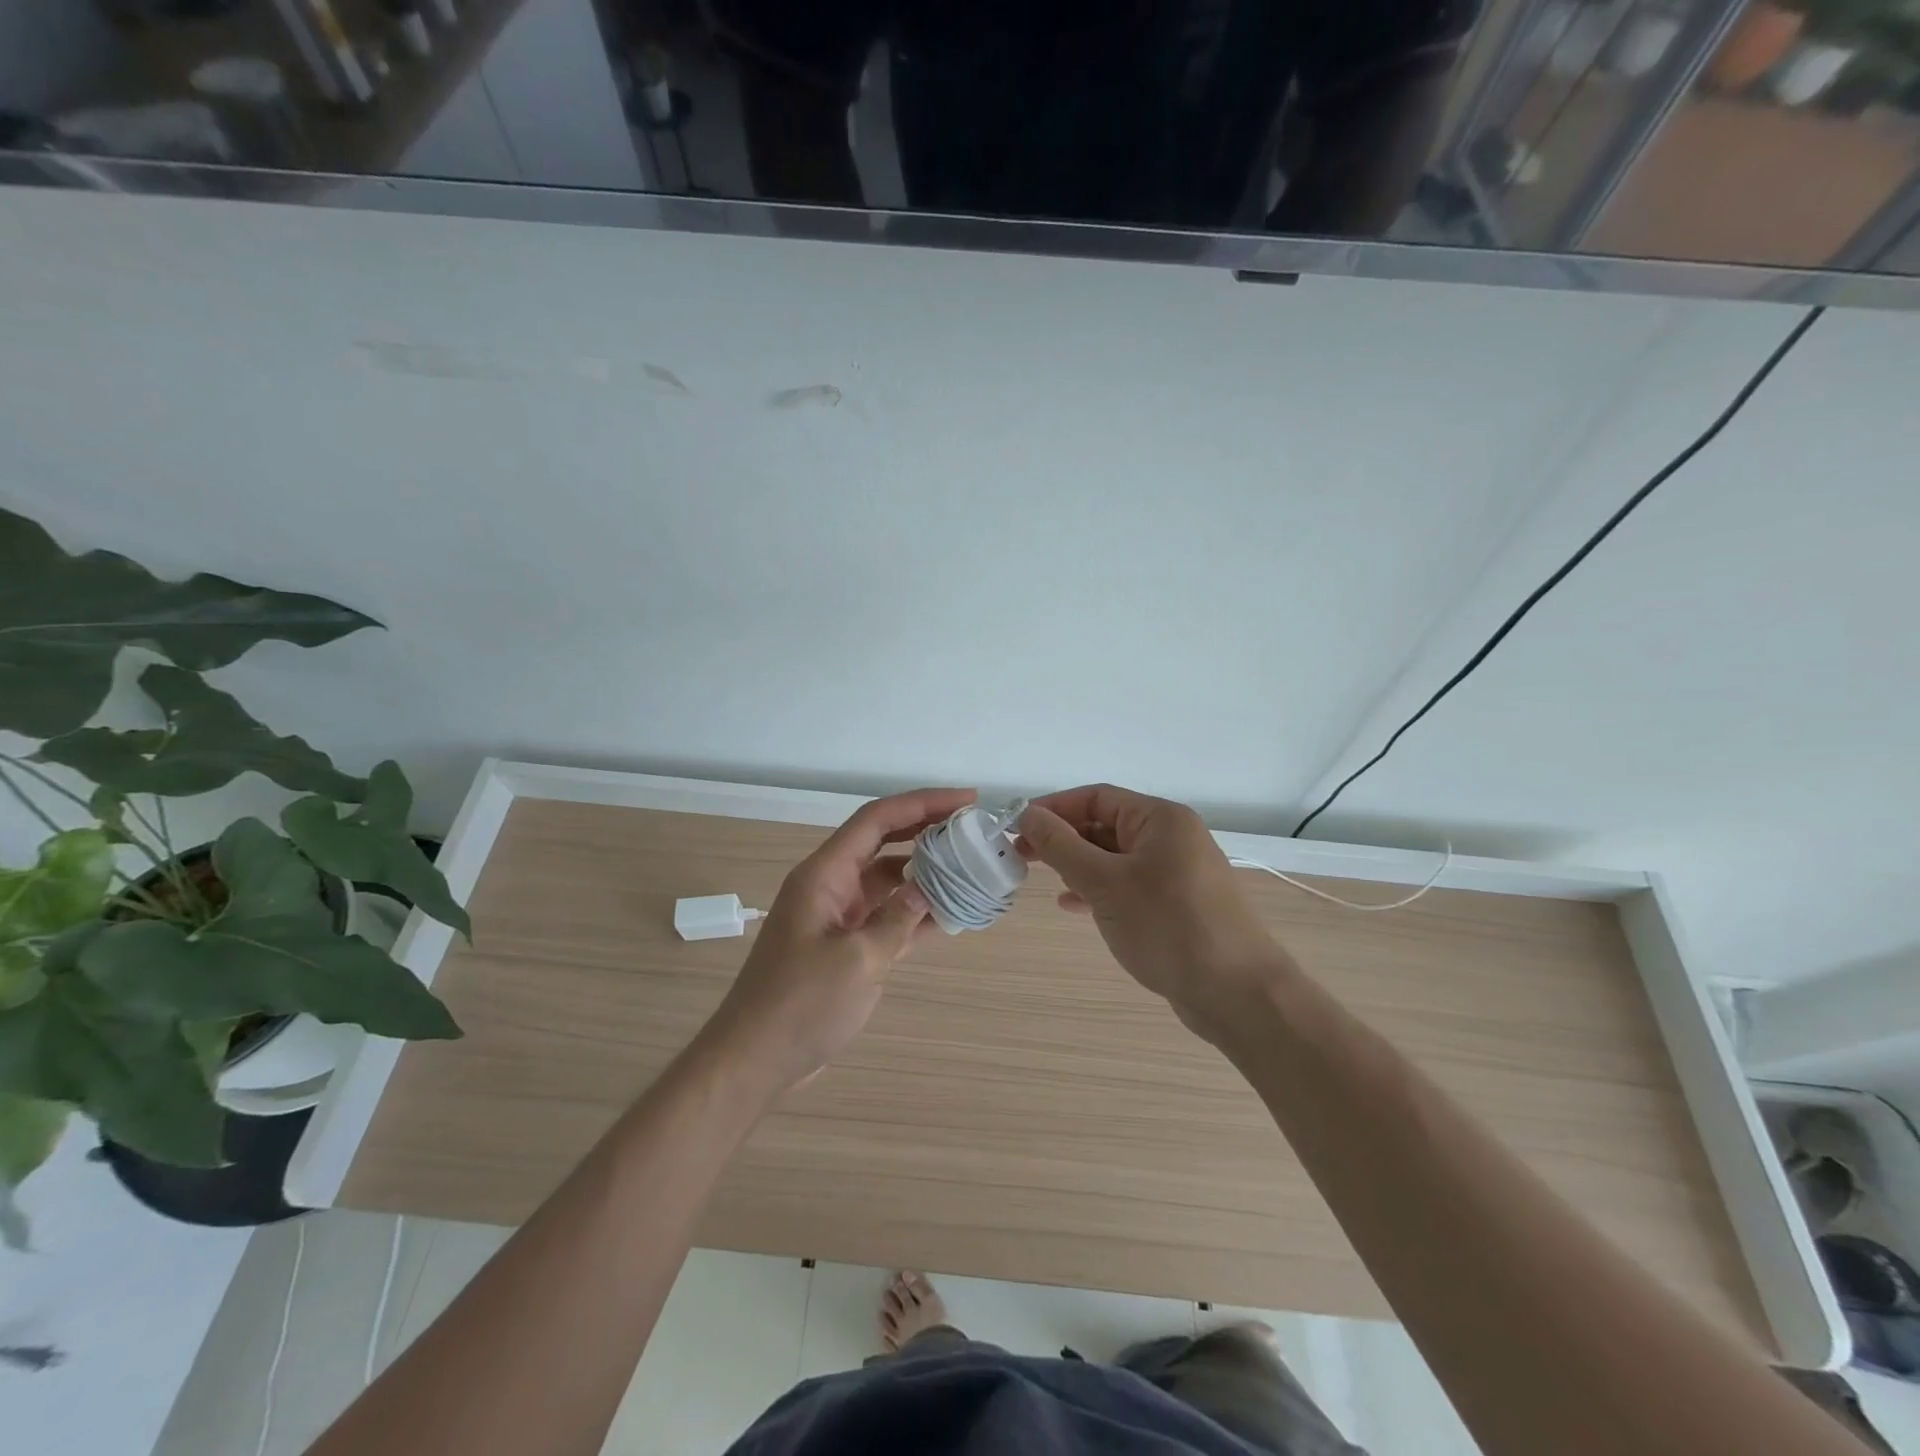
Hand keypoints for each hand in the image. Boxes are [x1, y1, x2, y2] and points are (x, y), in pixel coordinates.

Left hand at [699, 787, 974, 1096]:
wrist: (755, 1060)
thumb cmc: (801, 1005)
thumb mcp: (857, 960)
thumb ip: (897, 919)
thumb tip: (929, 889)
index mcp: (825, 874)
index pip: (877, 819)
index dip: (922, 802)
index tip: (966, 799)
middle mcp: (831, 885)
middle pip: (884, 841)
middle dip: (927, 828)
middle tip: (973, 827)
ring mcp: (838, 916)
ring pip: (888, 879)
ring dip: (925, 871)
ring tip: (969, 867)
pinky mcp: (845, 945)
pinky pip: (886, 916)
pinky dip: (915, 912)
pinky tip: (950, 914)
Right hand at [1018, 785, 1289, 1043]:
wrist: (1237, 993)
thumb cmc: (1168, 927)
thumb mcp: (1105, 883)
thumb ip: (1062, 846)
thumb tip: (1028, 814)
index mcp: (1161, 819)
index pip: (1097, 797)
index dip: (1054, 808)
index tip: (1016, 825)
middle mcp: (1172, 837)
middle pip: (1106, 825)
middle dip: (1063, 838)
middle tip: (1021, 854)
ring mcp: (1178, 872)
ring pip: (1115, 857)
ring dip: (1078, 865)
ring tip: (1042, 878)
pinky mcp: (1178, 904)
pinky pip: (1129, 885)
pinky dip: (1099, 890)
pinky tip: (1073, 905)